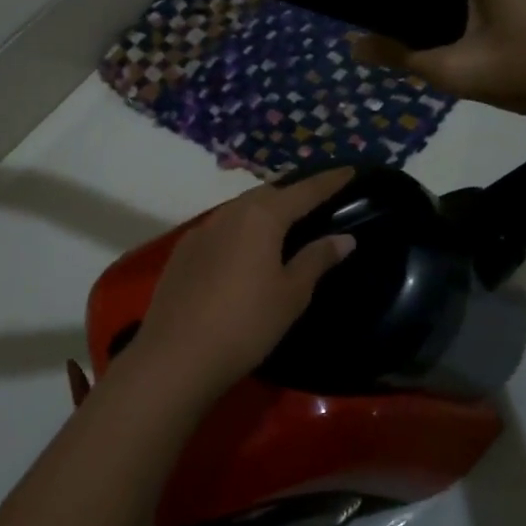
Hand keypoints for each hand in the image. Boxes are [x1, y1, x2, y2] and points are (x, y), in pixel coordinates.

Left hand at [127, 168, 358, 403]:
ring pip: (240, 208)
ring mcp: (201, 231)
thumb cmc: (246, 324)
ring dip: (263, 210)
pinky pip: (220, 228)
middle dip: (293, 193)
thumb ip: (317, 260)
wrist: (176, 355)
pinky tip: (243, 250)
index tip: (349, 170)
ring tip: (282, 224)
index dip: (329, 181)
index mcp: (261, 217)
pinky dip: (239, 230)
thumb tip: (344, 238)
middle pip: (268, 193)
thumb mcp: (291, 294)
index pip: (304, 191)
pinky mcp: (182, 251)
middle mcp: (229, 213)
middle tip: (315, 201)